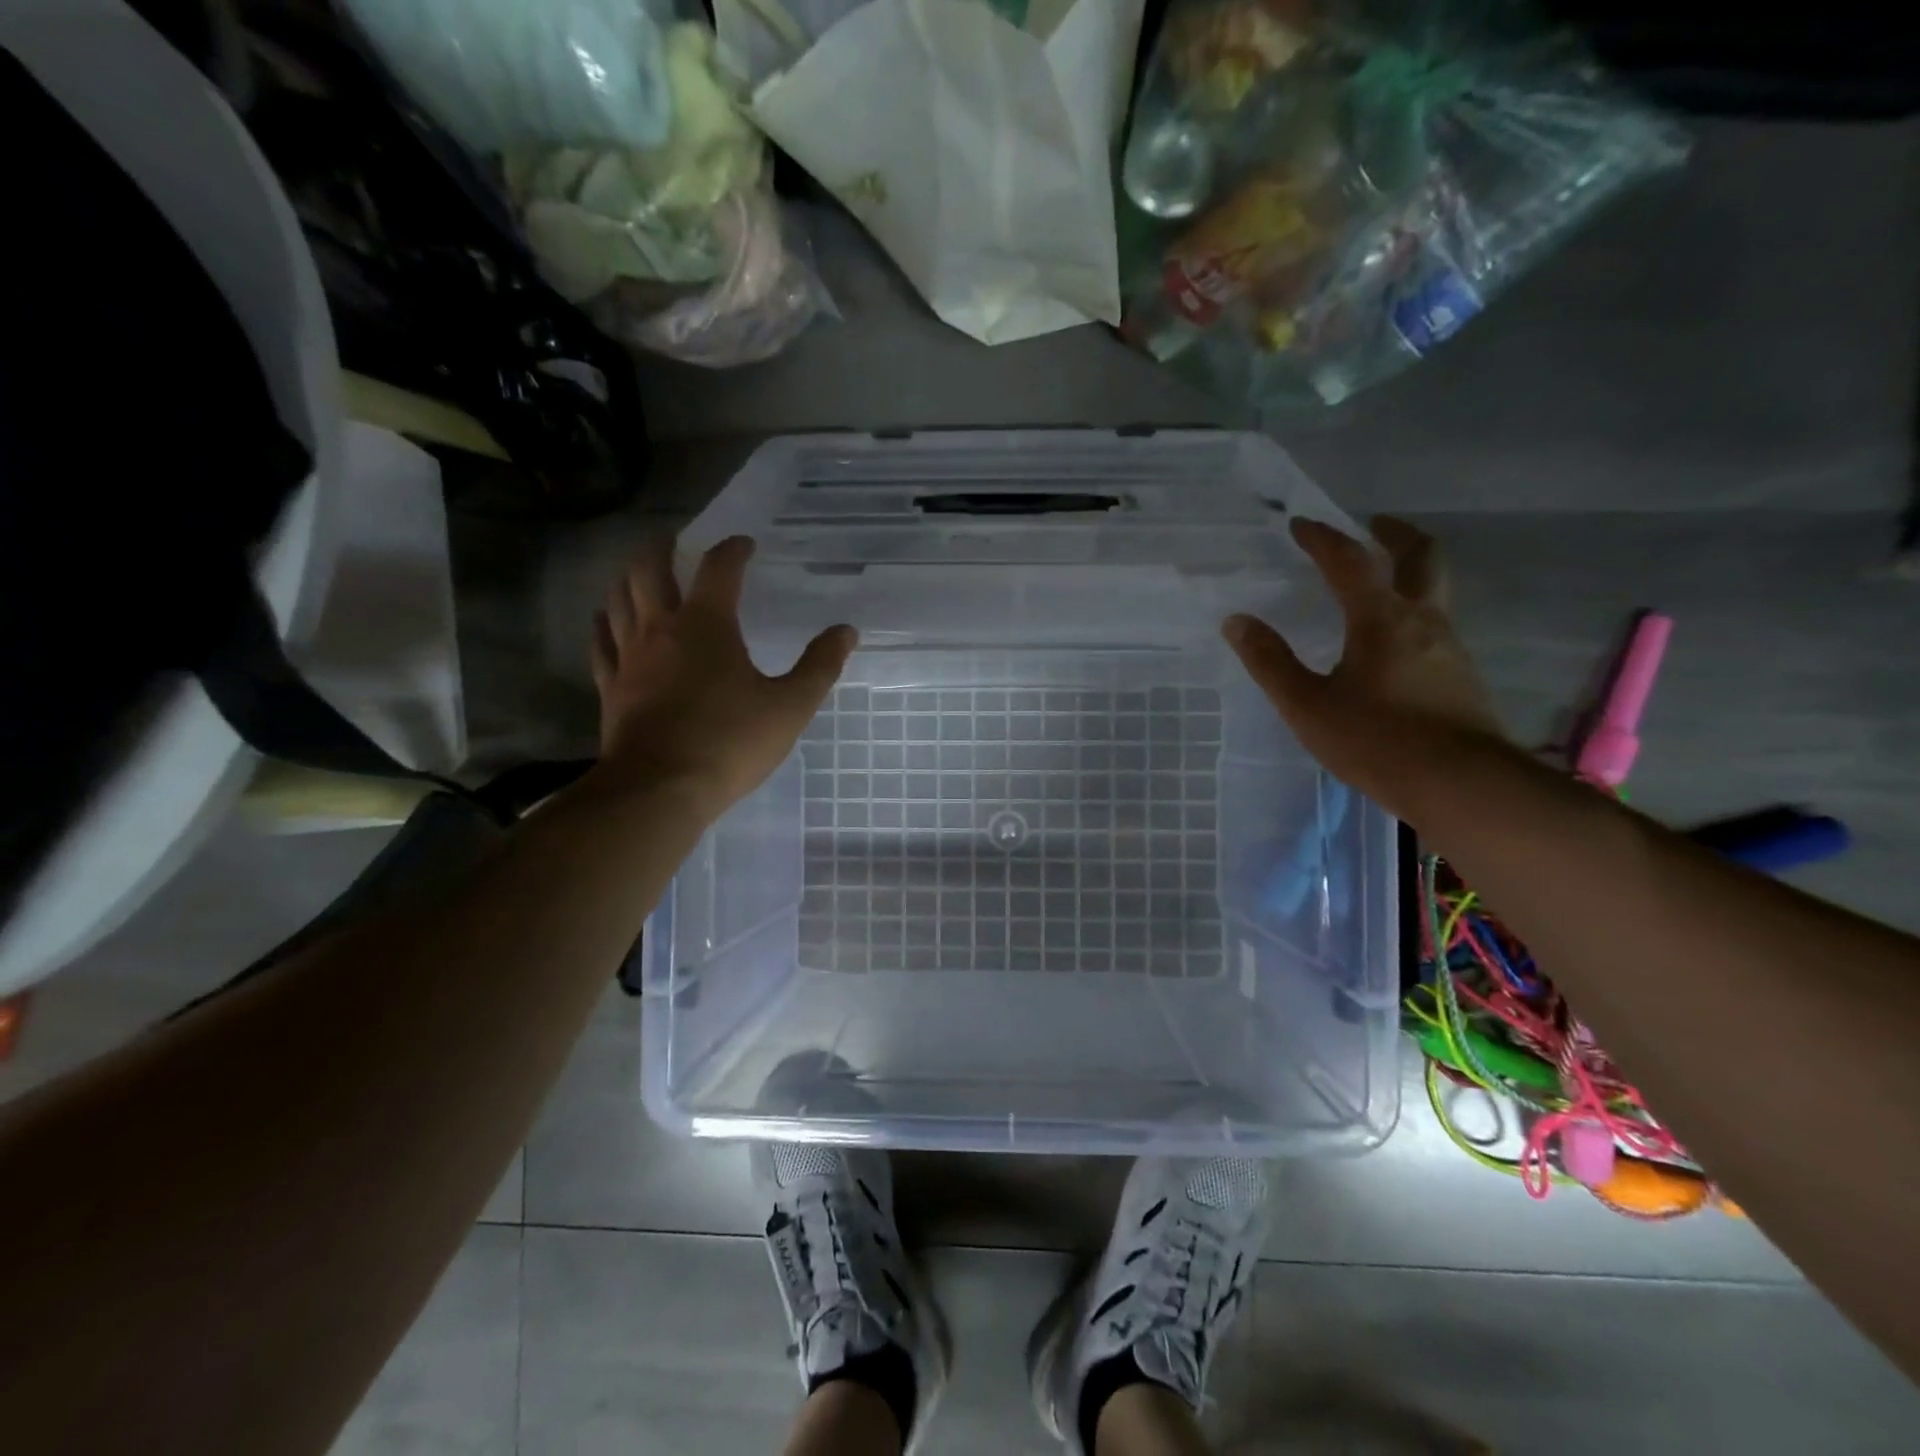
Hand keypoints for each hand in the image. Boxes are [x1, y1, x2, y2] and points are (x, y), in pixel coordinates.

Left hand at [590, 536, 855, 812]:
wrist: (660, 789)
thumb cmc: (731, 742)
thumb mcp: (790, 706)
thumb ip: (820, 666)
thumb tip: (846, 631)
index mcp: (708, 624)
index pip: (720, 569)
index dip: (733, 550)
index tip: (745, 544)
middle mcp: (662, 629)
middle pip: (650, 570)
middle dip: (664, 549)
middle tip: (675, 541)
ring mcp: (629, 657)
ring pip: (619, 599)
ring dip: (629, 578)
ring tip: (639, 573)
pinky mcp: (611, 687)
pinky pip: (601, 642)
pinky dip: (604, 623)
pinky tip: (605, 619)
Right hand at [1223, 516, 1506, 821]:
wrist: (1459, 784)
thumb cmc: (1374, 740)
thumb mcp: (1307, 704)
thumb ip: (1270, 661)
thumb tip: (1237, 622)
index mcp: (1381, 619)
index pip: (1349, 561)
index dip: (1323, 538)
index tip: (1301, 524)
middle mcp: (1422, 620)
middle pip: (1421, 556)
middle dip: (1395, 534)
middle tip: (1373, 524)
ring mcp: (1449, 646)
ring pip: (1434, 590)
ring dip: (1408, 572)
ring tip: (1378, 584)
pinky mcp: (1460, 675)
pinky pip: (1435, 625)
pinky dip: (1413, 611)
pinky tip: (1393, 641)